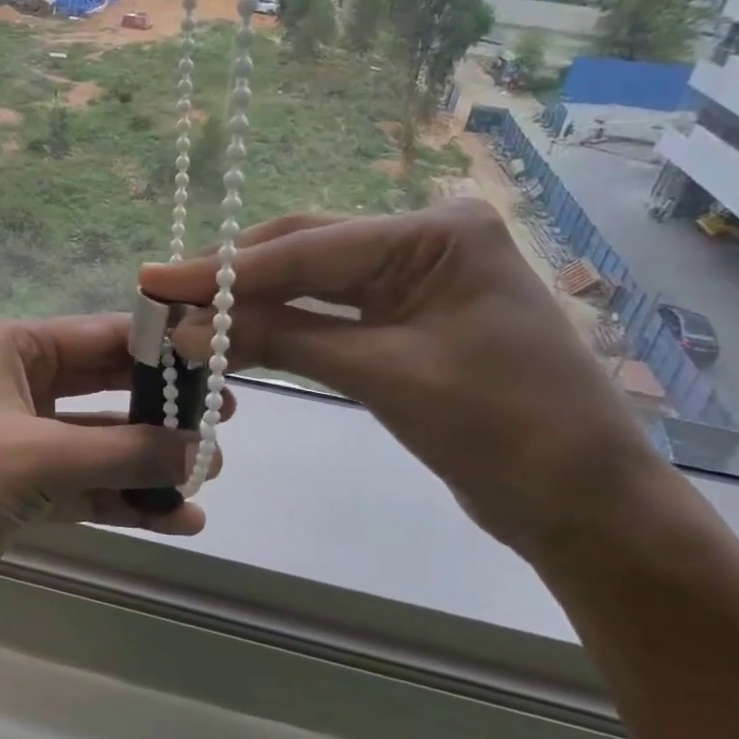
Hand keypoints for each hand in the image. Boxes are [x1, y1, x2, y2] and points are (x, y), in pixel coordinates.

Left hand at [0, 315, 224, 623]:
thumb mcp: (39, 454)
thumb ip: (124, 453)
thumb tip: (201, 450)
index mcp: (10, 348)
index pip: (101, 337)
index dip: (161, 352)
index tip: (217, 368)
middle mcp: (14, 385)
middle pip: (103, 389)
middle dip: (160, 411)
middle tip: (225, 425)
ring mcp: (16, 441)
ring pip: (97, 445)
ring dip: (147, 462)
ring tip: (208, 477)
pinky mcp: (16, 492)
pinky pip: (82, 487)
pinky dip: (122, 501)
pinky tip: (176, 519)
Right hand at [140, 200, 668, 560]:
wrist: (584, 505)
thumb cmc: (502, 428)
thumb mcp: (383, 374)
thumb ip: (282, 339)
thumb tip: (187, 327)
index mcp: (435, 233)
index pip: (308, 249)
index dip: (226, 269)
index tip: (154, 278)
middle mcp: (423, 242)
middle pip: (306, 253)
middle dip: (234, 278)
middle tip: (161, 294)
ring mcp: (414, 281)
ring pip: (312, 284)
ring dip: (251, 304)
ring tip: (185, 314)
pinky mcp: (405, 321)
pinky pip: (329, 316)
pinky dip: (282, 328)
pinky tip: (235, 336)